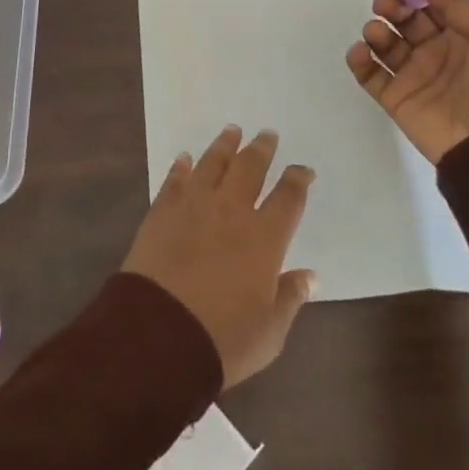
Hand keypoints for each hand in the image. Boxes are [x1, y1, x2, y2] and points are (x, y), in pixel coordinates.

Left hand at [123, 127, 317, 387]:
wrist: (159, 333)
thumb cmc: (223, 339)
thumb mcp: (269, 331)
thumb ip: (289, 298)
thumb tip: (309, 276)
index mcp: (264, 239)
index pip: (288, 198)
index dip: (298, 180)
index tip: (303, 170)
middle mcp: (231, 211)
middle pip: (250, 168)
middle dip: (261, 149)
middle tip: (267, 134)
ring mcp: (194, 206)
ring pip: (212, 164)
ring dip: (224, 146)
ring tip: (232, 130)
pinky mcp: (162, 211)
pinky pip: (175, 181)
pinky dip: (181, 167)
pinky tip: (184, 158)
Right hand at [346, 0, 468, 164]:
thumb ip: (456, 3)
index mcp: (461, 35)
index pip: (429, 5)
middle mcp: (435, 52)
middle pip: (404, 21)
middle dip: (391, 7)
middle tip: (385, 6)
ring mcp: (413, 76)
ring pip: (384, 45)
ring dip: (375, 31)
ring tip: (377, 34)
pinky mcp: (395, 99)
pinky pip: (370, 75)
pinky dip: (359, 61)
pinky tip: (361, 52)